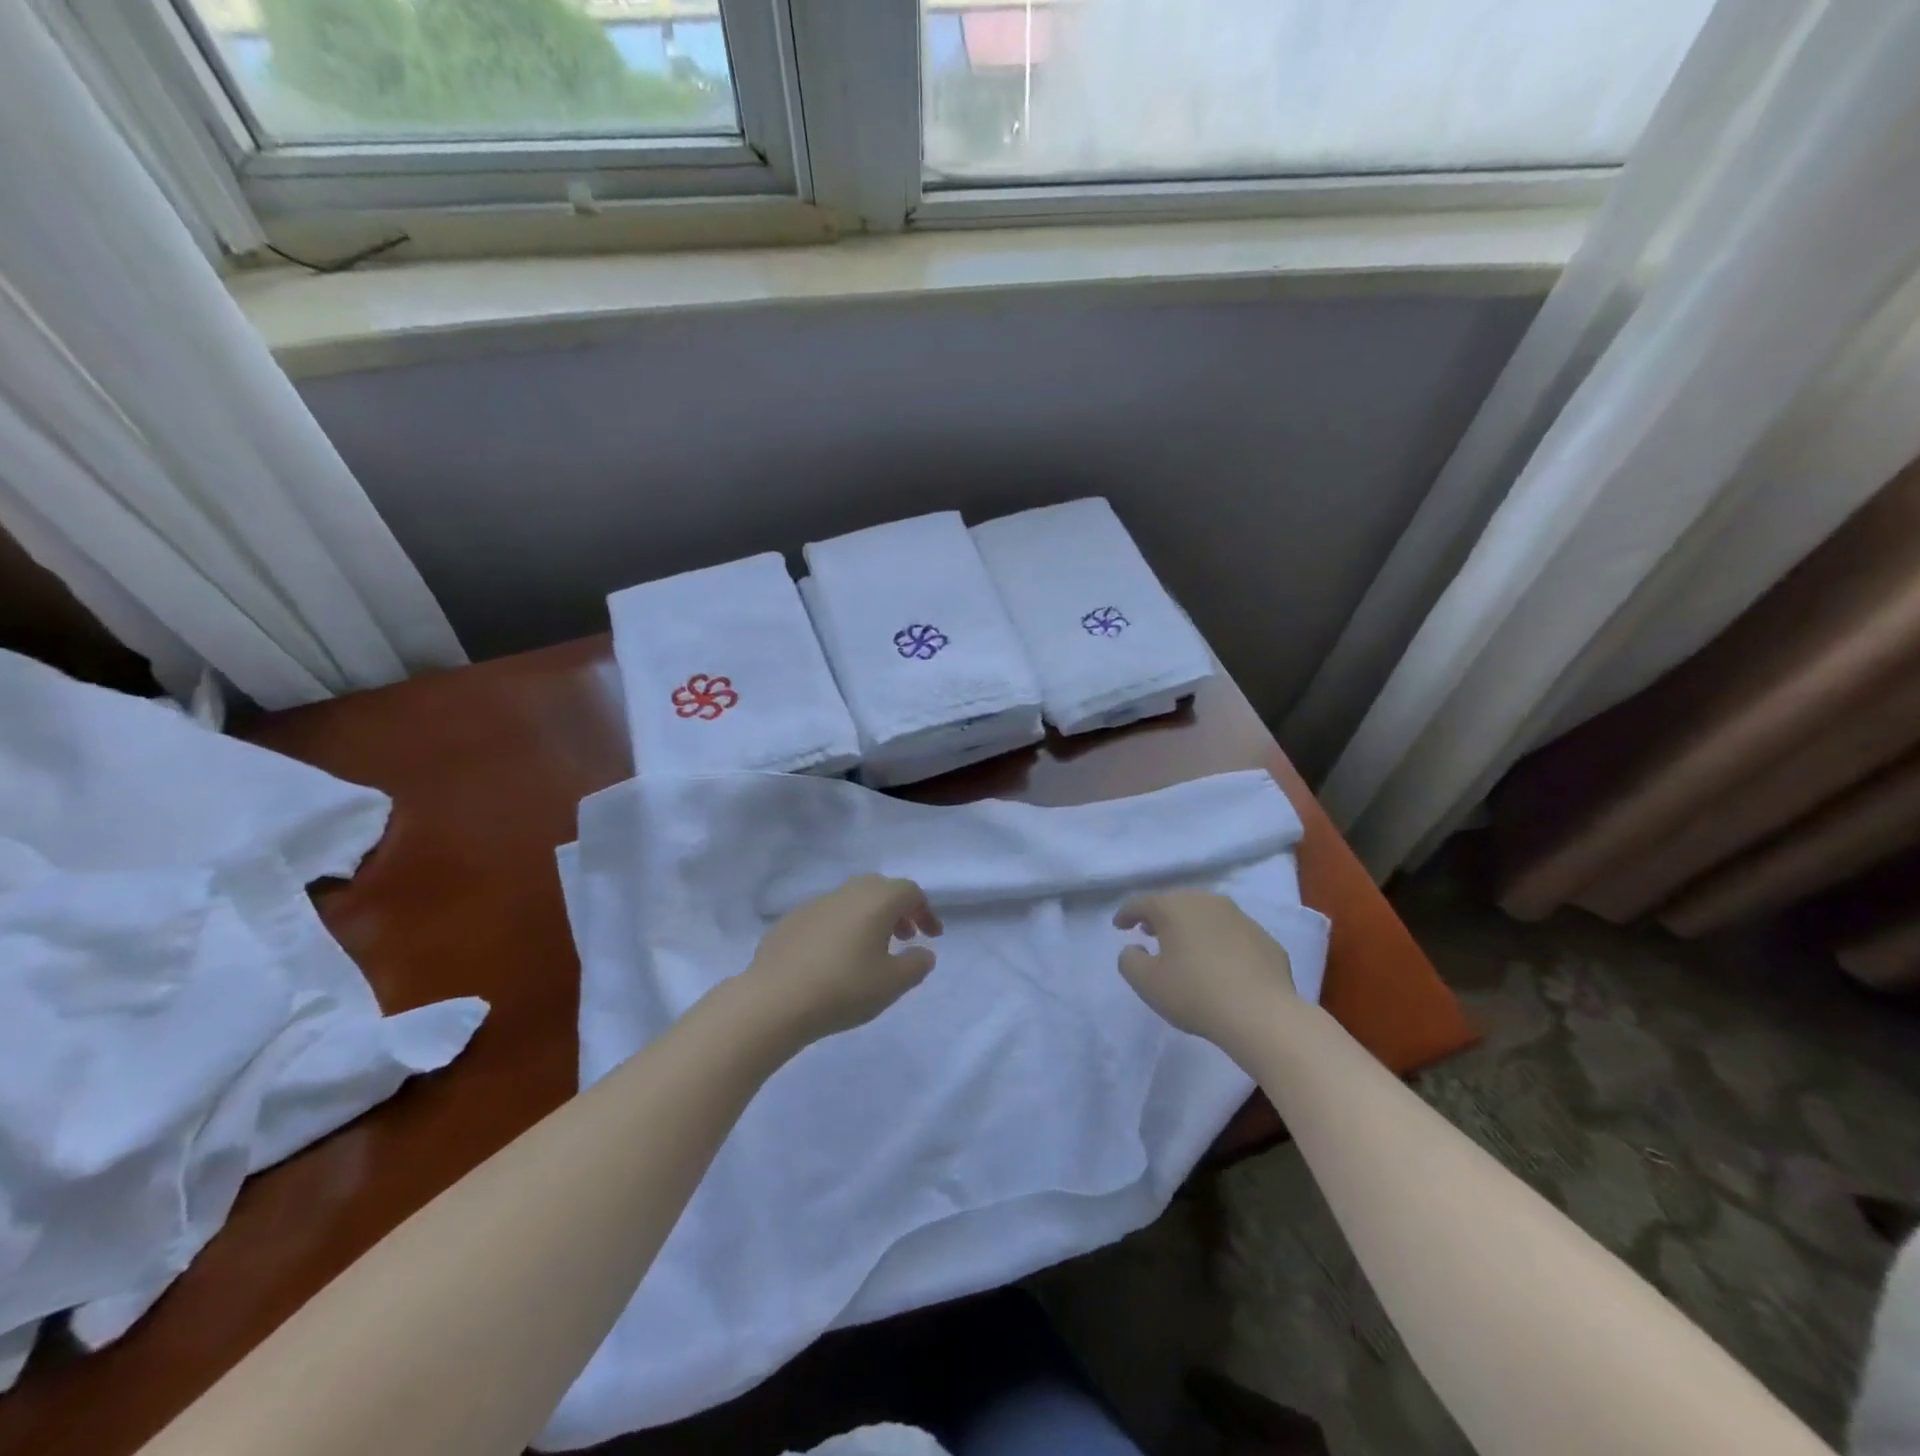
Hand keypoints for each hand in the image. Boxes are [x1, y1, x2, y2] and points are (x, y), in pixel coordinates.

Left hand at [742, 875, 942, 1046]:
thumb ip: (916, 965)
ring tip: (870, 950)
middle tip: (904, 937)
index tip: (932, 937)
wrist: (774, 1000)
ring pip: (851, 900)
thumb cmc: (844, 989)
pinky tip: (834, 959)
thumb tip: (923, 952)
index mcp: (877, 900)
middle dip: (897, 910)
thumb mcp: (892, 984)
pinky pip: (826, 916)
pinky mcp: (790, 920)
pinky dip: (841, 928)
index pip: (910, 892)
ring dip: (868, 918)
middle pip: (880, 889)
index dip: (925, 911)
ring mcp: (815, 904)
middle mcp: (847, 893)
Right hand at [1114, 891, 1294, 1052]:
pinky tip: (1221, 964)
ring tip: (1185, 946)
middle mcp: (1206, 901)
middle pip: (1175, 902)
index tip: (1119, 926)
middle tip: (1150, 932)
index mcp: (1174, 907)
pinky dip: (1220, 942)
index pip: (1141, 903)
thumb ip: (1130, 961)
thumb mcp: (1147, 983)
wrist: (1262, 1014)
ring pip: (1207, 914)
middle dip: (1160, 916)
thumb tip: (1135, 949)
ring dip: (1192, 926)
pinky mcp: (1265, 938)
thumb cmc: (1195, 993)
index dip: (1126, 914)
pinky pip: (1232, 934)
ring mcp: (1240, 917)